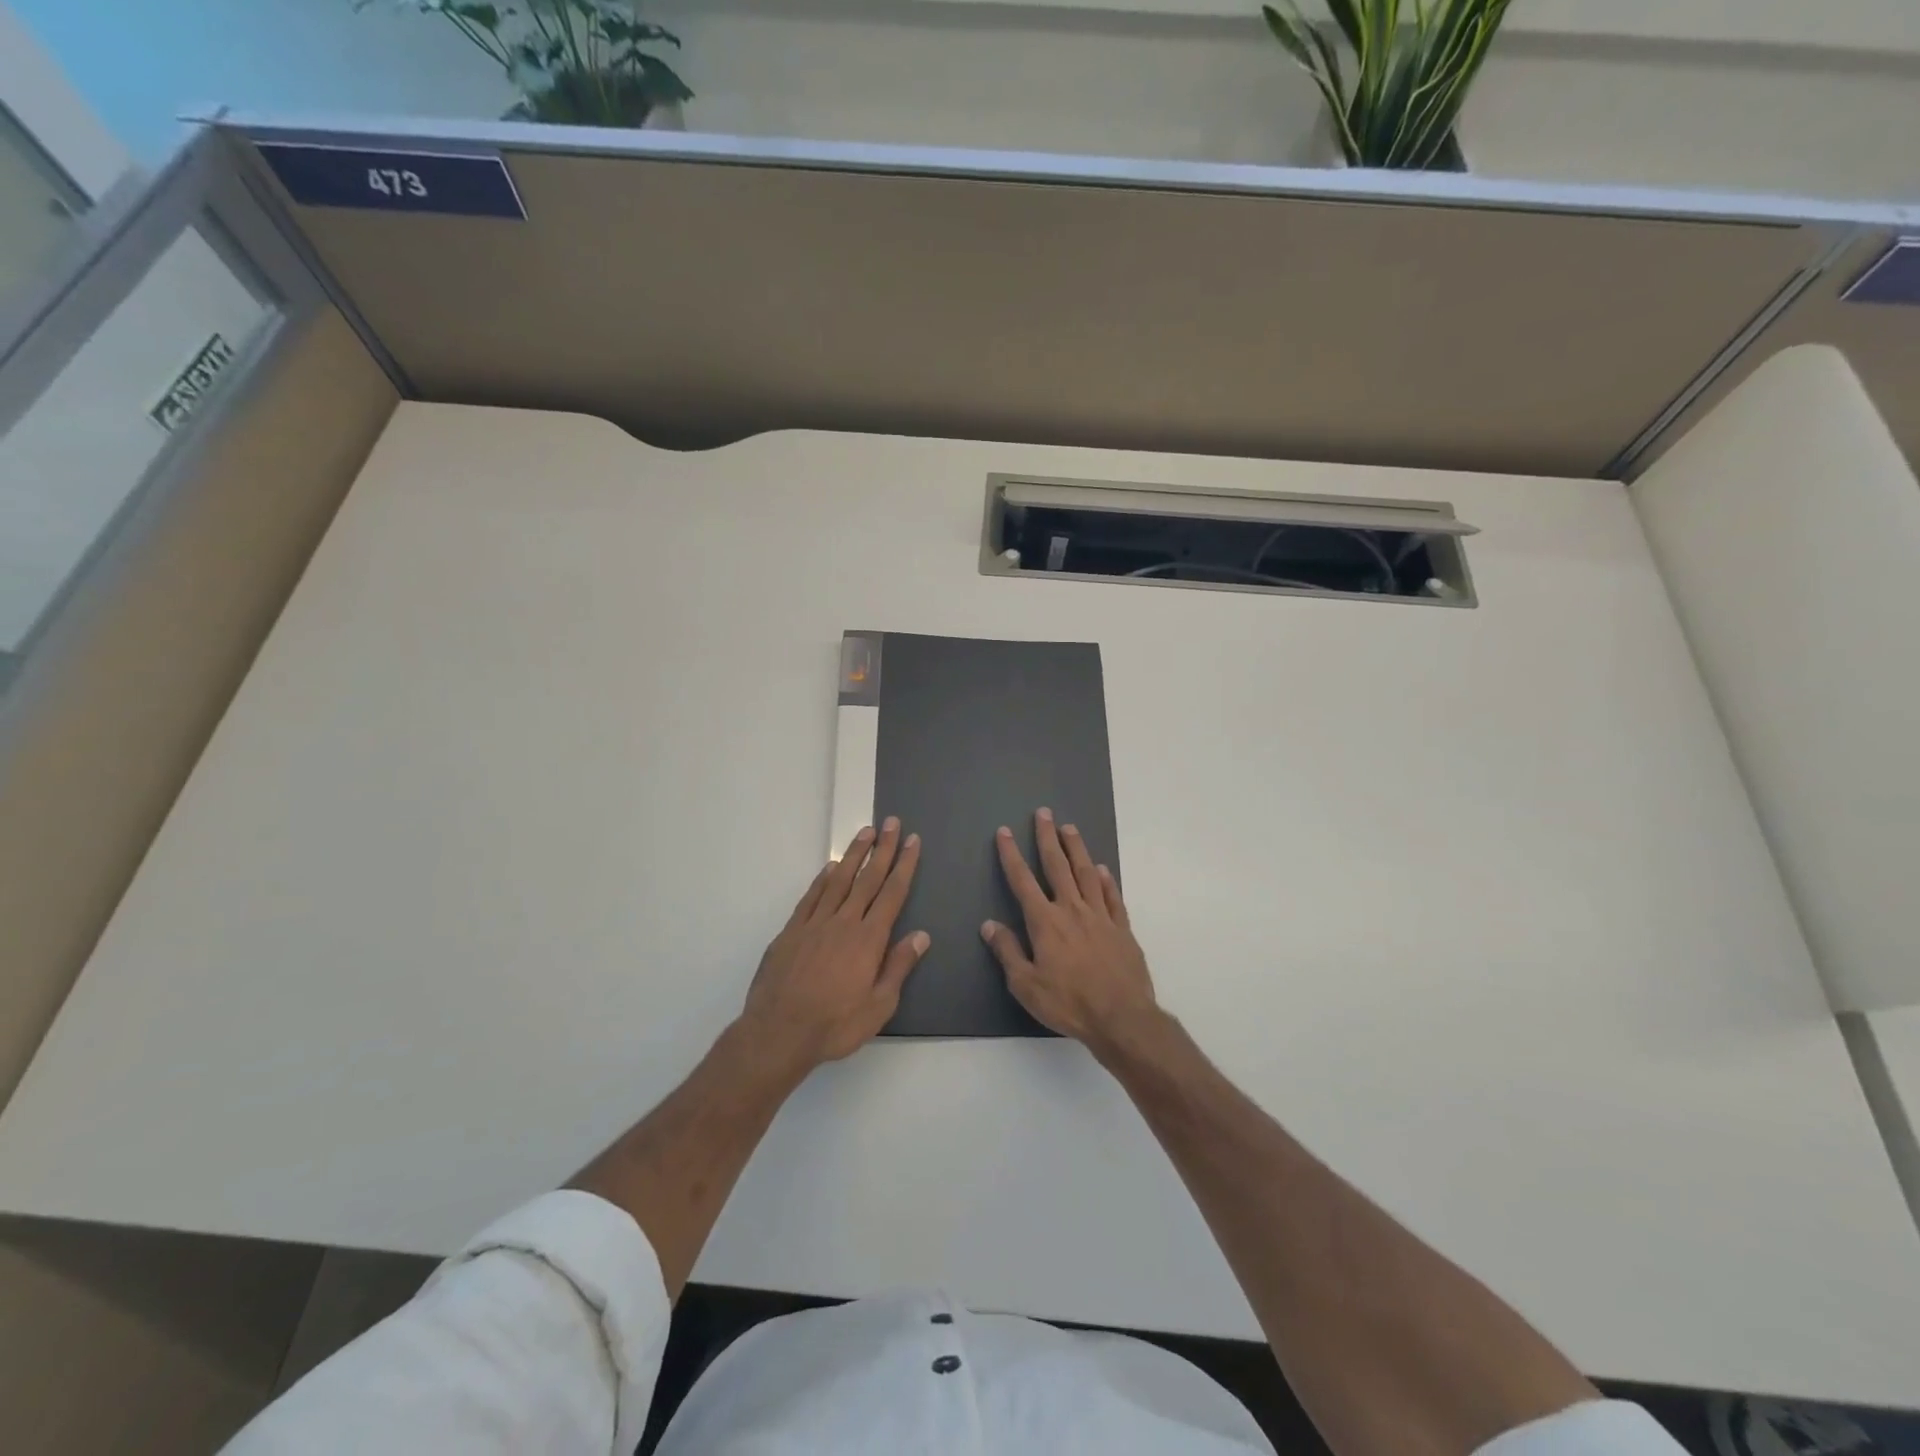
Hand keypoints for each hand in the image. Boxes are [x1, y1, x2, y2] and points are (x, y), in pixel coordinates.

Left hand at [740, 819, 928, 1071]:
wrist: (778, 1032)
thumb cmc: (835, 1025)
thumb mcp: (879, 1006)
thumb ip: (898, 967)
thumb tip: (921, 935)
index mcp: (869, 940)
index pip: (892, 894)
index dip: (904, 865)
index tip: (912, 841)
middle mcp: (844, 923)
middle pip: (868, 878)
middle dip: (883, 849)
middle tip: (892, 823)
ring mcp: (815, 924)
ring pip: (838, 880)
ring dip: (854, 854)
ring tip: (866, 832)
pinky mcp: (791, 931)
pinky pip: (811, 897)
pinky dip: (822, 879)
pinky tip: (830, 867)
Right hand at [981, 807, 1156, 1048]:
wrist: (1121, 1017)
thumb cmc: (1068, 1003)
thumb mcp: (1026, 985)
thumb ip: (1008, 952)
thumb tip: (989, 925)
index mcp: (1045, 922)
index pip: (1023, 881)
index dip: (1012, 855)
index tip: (1005, 832)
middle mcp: (1072, 910)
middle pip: (1057, 866)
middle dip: (1048, 838)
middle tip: (1044, 813)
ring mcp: (1100, 916)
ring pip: (1086, 873)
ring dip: (1077, 849)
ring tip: (1070, 828)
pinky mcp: (1122, 928)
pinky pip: (1112, 897)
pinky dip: (1106, 880)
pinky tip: (1102, 870)